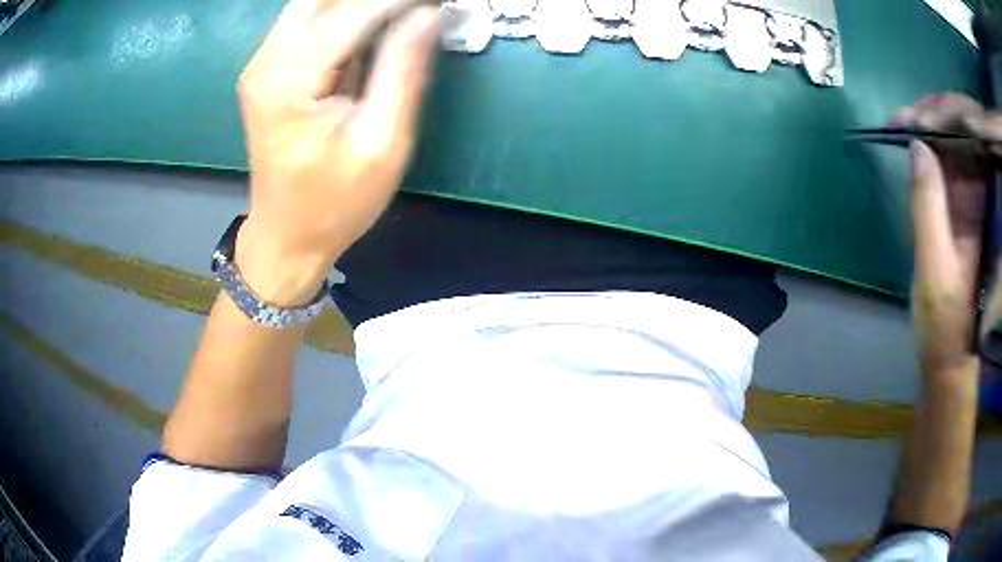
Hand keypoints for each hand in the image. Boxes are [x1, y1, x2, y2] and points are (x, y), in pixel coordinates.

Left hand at [235, 0, 439, 304]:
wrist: (286, 237)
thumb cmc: (334, 203)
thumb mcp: (381, 144)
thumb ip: (402, 72)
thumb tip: (428, 15)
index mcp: (289, 81)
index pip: (352, 12)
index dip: (399, 1)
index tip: (440, 1)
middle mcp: (266, 61)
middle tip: (417, 8)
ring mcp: (263, 63)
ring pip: (314, 3)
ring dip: (358, 3)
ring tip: (402, 14)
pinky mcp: (269, 69)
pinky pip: (308, 19)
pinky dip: (344, 11)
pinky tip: (376, 21)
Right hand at [892, 94, 994, 375]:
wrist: (948, 354)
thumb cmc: (943, 320)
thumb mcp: (934, 266)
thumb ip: (927, 207)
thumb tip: (917, 147)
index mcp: (979, 213)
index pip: (968, 149)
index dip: (943, 124)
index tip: (912, 114)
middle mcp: (979, 202)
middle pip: (963, 141)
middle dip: (935, 120)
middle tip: (903, 115)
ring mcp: (970, 207)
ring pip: (957, 151)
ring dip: (932, 132)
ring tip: (904, 122)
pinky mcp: (961, 215)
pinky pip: (950, 170)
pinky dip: (932, 154)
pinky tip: (916, 145)